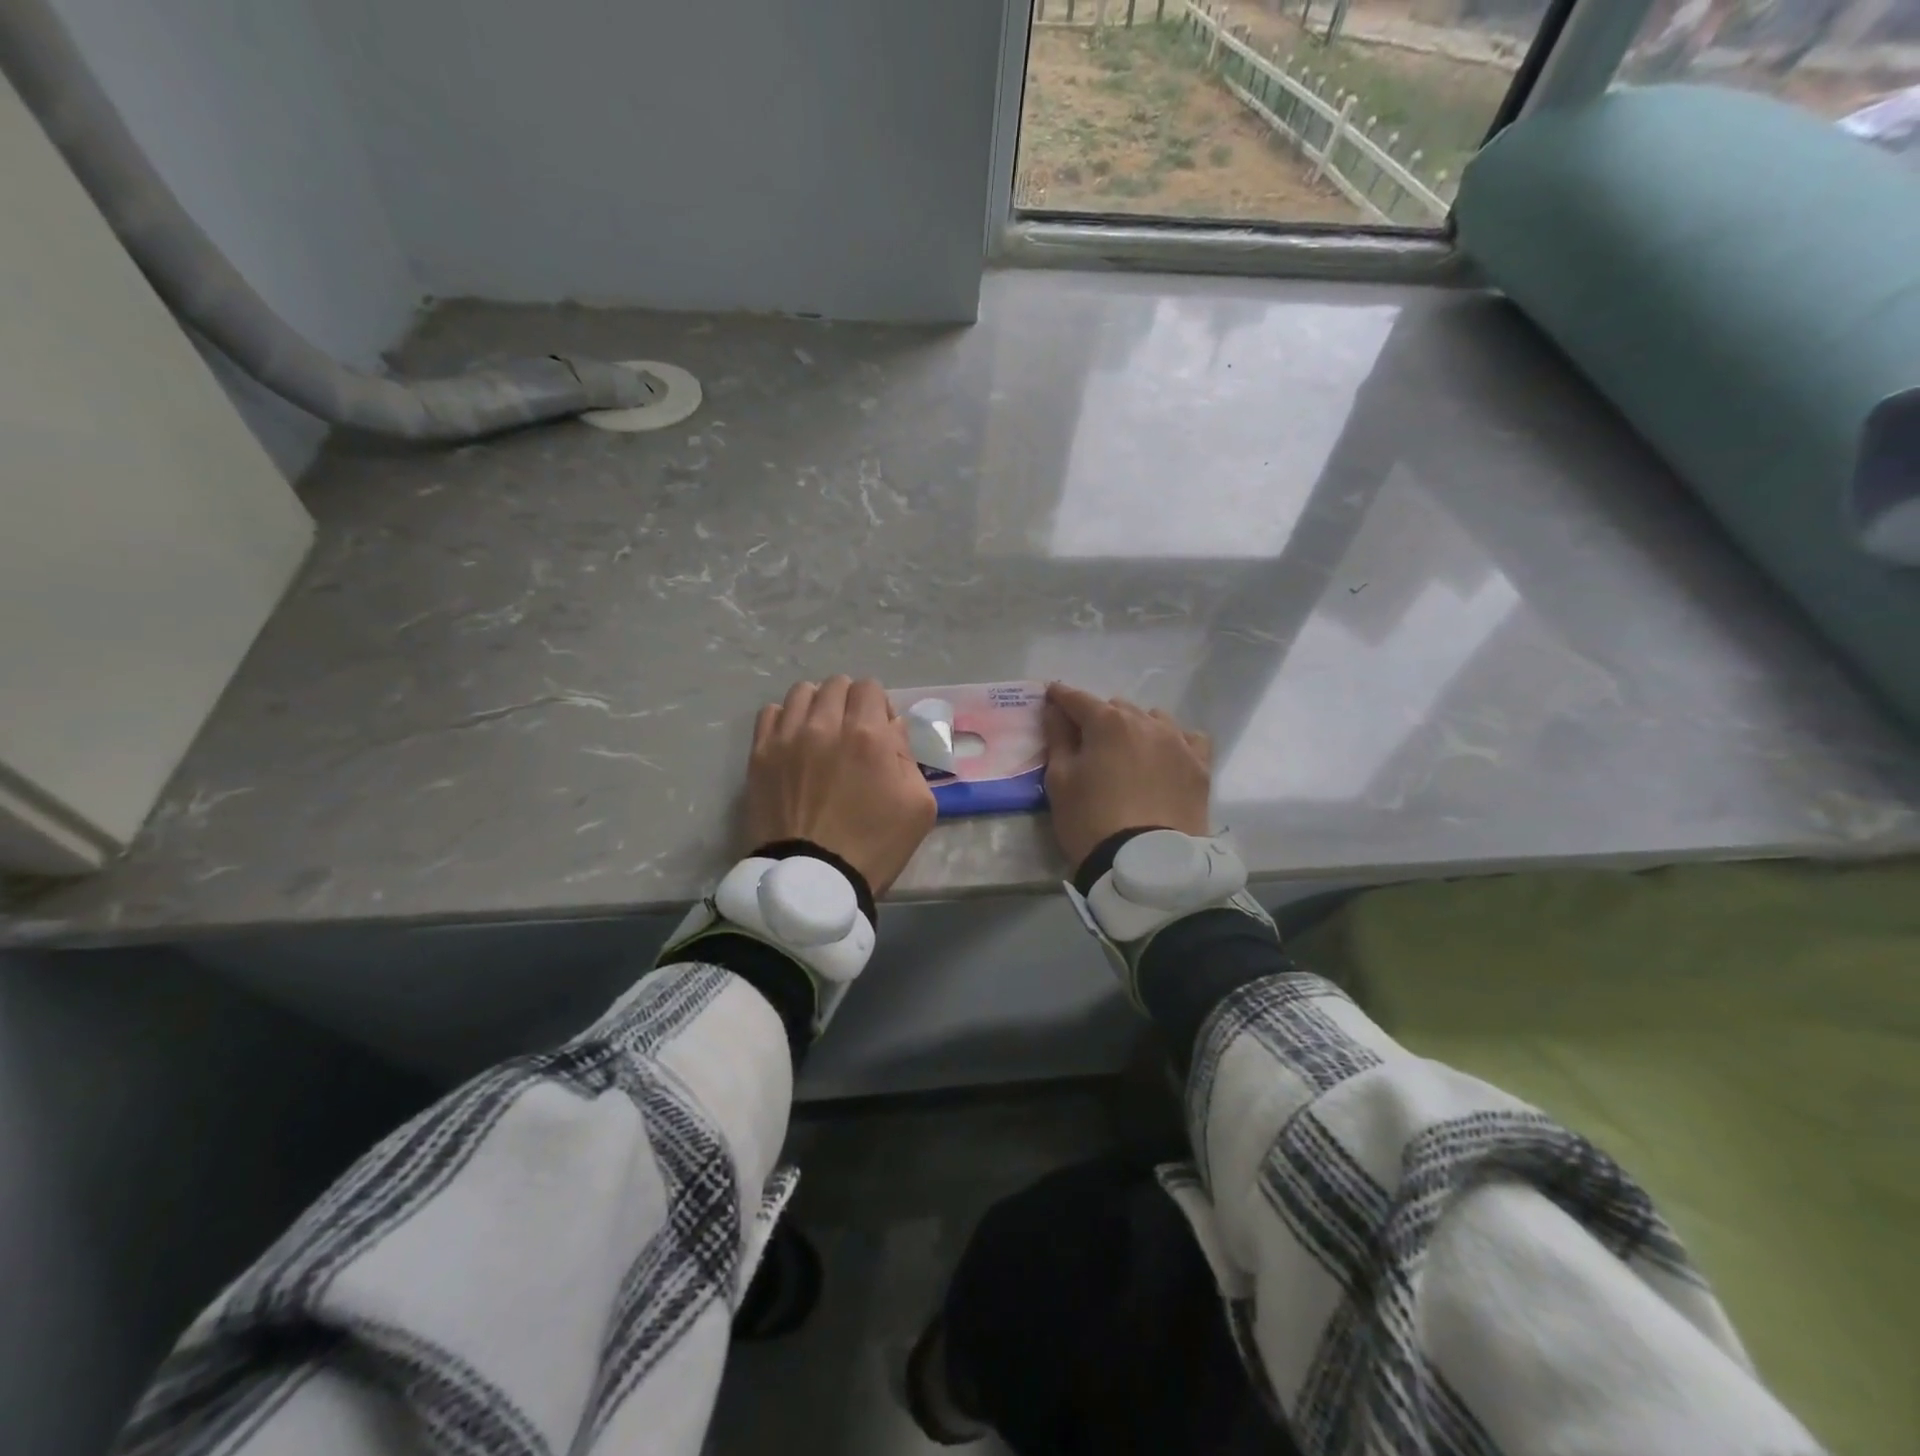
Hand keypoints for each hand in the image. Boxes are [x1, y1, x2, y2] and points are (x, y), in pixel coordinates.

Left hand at [747, 676, 936, 894]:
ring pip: (802, 692)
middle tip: (852, 733)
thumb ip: (909, 756)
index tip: (880, 732)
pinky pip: (770, 713)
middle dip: (849, 702)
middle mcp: (825, 725)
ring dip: (817, 706)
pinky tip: (794, 742)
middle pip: (836, 684)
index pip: (870, 687)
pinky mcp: (760, 755)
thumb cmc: (875, 845)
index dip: (878, 706)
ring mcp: (787, 738)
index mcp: (868, 735)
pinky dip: (785, 719)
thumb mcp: (919, 805)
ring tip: (821, 734)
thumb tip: (892, 728)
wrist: (814, 880)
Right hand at [1042, 683, 1211, 870]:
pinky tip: (1166, 756)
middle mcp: (1146, 722)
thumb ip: (1057, 738)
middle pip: (1117, 707)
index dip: (1060, 697)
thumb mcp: (1060, 781)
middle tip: (1088, 741)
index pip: (1077, 699)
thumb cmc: (1091, 821)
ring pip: (1153, 719)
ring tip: (1128, 750)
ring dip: (1136, 727)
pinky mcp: (1200, 766)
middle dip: (1099, 717)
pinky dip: (1173, 741)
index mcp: (1107, 722)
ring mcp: (1178, 742)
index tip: (1051, 696)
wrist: (1145, 864)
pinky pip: (1188, 739)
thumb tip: (1054, 709)